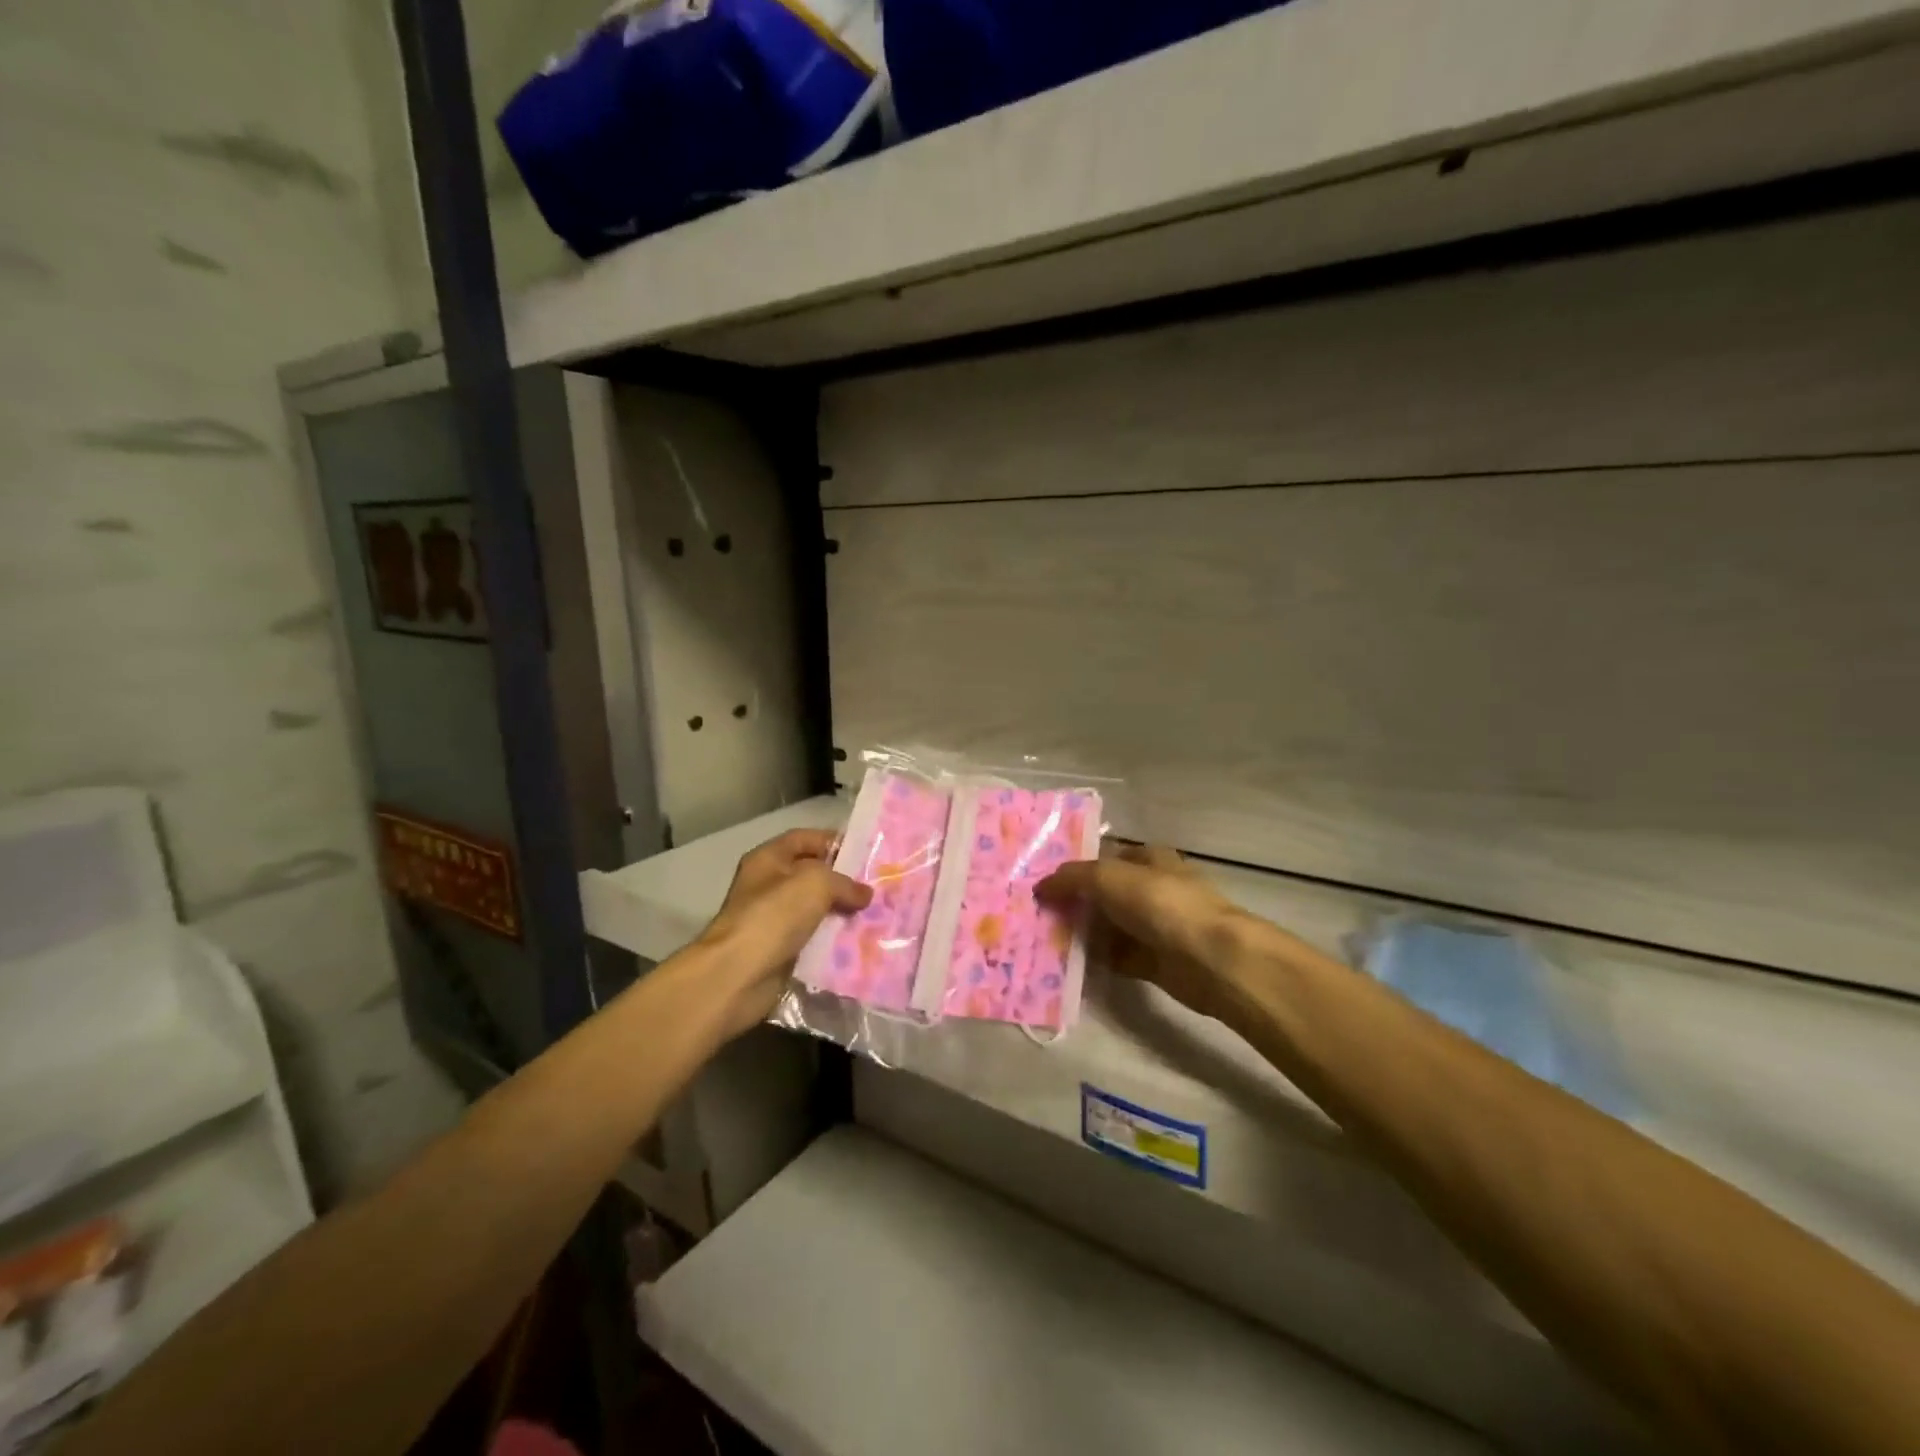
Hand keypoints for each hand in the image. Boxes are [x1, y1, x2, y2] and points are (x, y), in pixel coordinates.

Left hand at [698, 829, 871, 1036]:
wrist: (738, 975)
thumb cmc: (773, 916)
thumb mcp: (816, 883)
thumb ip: (845, 882)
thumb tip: (865, 894)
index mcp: (769, 859)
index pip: (805, 838)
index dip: (834, 841)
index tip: (866, 853)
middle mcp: (769, 885)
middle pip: (813, 874)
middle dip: (844, 880)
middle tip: (878, 887)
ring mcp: (774, 919)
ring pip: (816, 908)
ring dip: (842, 912)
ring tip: (875, 914)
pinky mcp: (781, 950)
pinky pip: (814, 938)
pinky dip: (834, 939)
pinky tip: (860, 941)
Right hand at [1035, 844, 1241, 1019]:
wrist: (1208, 958)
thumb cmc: (1159, 903)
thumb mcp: (1106, 877)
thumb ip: (1070, 878)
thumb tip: (1040, 886)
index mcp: (1149, 858)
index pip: (1108, 856)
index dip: (1079, 866)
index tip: (1046, 881)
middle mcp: (1153, 888)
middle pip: (1106, 893)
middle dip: (1076, 901)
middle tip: (1038, 911)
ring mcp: (1156, 926)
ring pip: (1110, 926)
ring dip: (1083, 932)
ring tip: (1044, 937)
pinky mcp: (1155, 960)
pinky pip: (1117, 956)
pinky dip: (1096, 959)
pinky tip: (1068, 962)